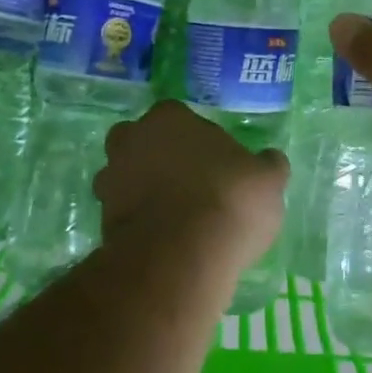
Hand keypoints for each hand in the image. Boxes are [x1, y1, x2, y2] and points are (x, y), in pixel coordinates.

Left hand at [93, 101, 288, 270]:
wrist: (181, 256)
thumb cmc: (229, 200)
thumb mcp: (268, 180)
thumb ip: (267, 165)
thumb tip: (270, 159)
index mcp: (169, 118)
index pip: (177, 116)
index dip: (195, 138)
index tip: (213, 160)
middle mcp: (132, 141)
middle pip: (140, 142)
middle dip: (157, 158)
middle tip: (188, 183)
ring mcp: (111, 182)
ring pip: (125, 179)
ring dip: (142, 191)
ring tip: (175, 217)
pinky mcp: (101, 222)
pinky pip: (122, 216)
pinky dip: (137, 223)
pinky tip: (163, 240)